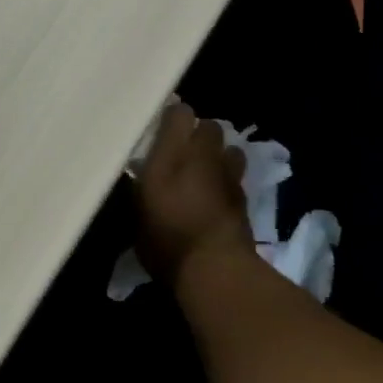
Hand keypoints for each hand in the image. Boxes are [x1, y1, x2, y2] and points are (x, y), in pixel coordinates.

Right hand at [132, 101, 253, 289]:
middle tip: (184, 151)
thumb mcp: (137, 213)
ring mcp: (229, 176)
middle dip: (200, 134)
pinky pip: (236, 177)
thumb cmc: (166, 239)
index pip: (180, 114)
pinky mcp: (245, 198)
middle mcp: (203, 156)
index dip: (173, 117)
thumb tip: (138, 174)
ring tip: (206, 172)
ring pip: (231, 149)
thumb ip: (137, 187)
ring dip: (220, 155)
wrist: (214, 268)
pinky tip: (217, 197)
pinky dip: (228, 181)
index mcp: (172, 154)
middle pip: (211, 127)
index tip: (162, 128)